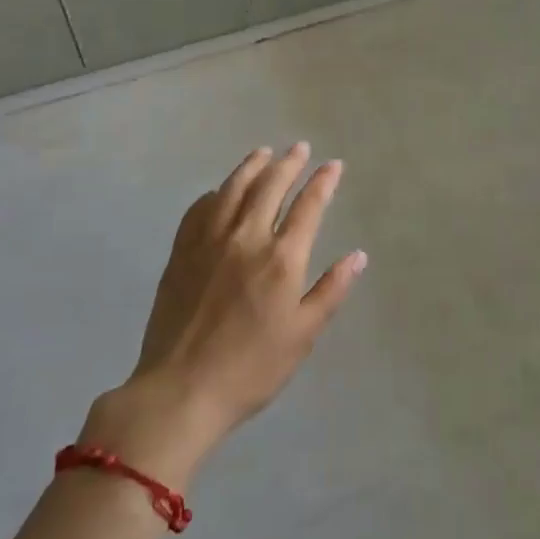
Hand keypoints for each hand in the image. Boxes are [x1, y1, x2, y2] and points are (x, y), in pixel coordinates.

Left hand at [78, 144, 365, 483]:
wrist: (181, 390)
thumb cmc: (251, 368)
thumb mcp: (302, 335)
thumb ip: (331, 290)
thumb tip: (358, 256)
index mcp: (281, 258)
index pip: (308, 206)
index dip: (322, 182)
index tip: (333, 165)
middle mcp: (246, 238)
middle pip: (270, 186)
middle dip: (288, 163)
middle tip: (300, 147)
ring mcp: (209, 242)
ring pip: (233, 189)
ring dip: (251, 166)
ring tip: (263, 153)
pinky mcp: (181, 253)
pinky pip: (199, 210)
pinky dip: (214, 193)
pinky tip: (219, 191)